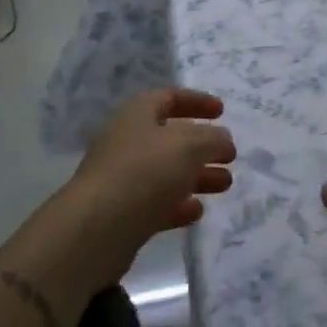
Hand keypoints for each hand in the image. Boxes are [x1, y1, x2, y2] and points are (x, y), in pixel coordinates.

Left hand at [36, 90, 236, 290]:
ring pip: (167, 172)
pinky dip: (179, 204)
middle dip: (203, 146)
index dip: (197, 101)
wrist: (97, 228)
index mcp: (137, 114)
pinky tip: (197, 212)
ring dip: (197, 176)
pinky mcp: (124, 212)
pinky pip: (157, 202)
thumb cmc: (144, 172)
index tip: (222, 111)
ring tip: (226, 185)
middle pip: (170, 138)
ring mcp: (124, 178)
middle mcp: (128, 141)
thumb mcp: (189, 145)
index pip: (169, 97)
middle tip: (230, 156)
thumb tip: (222, 140)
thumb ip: (212, 138)